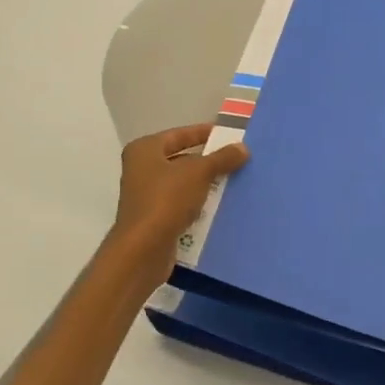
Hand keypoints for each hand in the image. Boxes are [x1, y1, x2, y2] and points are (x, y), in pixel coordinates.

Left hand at [107, 125, 249, 281]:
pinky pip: (182, 206)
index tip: (229, 135)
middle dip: (208, 162)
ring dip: (206, 185)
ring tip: (235, 183)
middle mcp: (141, 170)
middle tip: (237, 161)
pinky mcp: (154, 220)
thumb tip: (243, 148)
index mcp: (145, 150)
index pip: (179, 134)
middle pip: (181, 159)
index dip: (204, 133)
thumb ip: (221, 158)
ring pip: (183, 185)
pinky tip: (221, 208)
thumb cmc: (166, 200)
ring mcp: (146, 197)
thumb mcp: (198, 173)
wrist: (143, 251)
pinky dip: (199, 206)